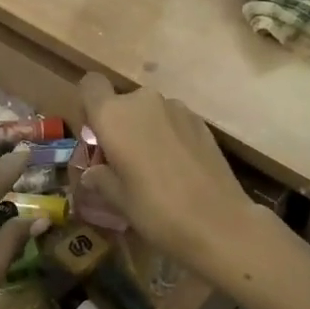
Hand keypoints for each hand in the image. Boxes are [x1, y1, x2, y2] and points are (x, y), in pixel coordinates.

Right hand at [76, 73, 253, 279]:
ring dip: (145, 129)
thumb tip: (93, 173)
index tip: (95, 135)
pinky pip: (172, 120)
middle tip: (123, 160)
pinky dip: (168, 135)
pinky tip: (178, 168)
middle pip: (121, 101)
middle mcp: (142, 101)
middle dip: (119, 125)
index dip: (89, 105)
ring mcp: (176, 108)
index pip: (91, 85)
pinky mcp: (200, 121)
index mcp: (113, 115)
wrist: (219, 223)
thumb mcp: (118, 199)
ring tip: (154, 167)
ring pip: (148, 111)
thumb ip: (100, 178)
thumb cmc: (156, 210)